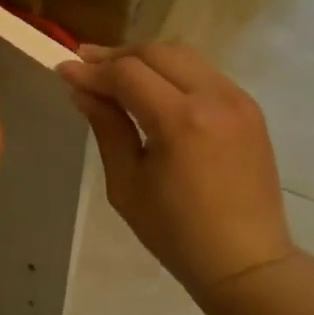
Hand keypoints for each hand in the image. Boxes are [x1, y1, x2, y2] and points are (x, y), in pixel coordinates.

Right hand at [57, 42, 295, 303]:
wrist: (246, 261)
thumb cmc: (177, 233)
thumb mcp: (128, 185)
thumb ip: (107, 129)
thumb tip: (83, 91)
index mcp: (181, 121)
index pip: (127, 74)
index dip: (92, 70)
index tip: (63, 70)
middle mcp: (214, 98)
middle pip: (157, 53)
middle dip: (117, 56)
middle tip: (84, 64)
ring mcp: (238, 100)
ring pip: (183, 56)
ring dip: (146, 59)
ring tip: (115, 73)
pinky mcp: (249, 108)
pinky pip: (204, 74)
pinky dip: (173, 73)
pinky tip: (153, 90)